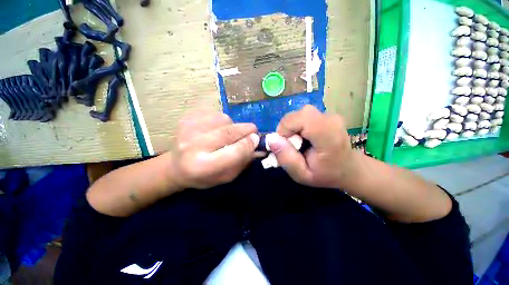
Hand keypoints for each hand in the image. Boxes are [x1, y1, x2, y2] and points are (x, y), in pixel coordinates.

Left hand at [168, 111, 259, 188]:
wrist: (175, 166)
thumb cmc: (204, 176)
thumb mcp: (226, 176)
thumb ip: (243, 161)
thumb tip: (257, 144)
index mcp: (202, 166)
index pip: (234, 152)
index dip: (249, 144)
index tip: (257, 139)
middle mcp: (193, 146)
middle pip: (228, 132)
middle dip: (246, 129)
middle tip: (253, 131)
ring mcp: (188, 129)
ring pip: (224, 119)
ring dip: (232, 125)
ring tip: (227, 134)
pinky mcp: (187, 117)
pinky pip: (215, 113)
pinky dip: (222, 120)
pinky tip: (216, 128)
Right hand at [268, 105, 359, 188]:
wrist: (348, 168)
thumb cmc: (325, 174)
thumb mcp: (302, 175)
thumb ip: (286, 159)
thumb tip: (272, 140)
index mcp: (328, 136)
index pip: (300, 119)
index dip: (285, 129)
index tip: (285, 145)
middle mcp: (330, 120)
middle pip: (297, 115)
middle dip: (286, 129)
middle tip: (291, 145)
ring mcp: (329, 115)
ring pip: (298, 114)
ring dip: (291, 128)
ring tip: (298, 142)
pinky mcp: (325, 114)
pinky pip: (303, 116)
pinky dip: (297, 126)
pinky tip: (304, 137)